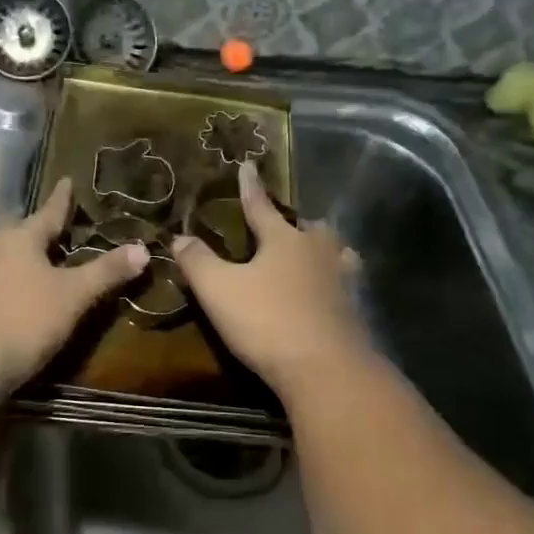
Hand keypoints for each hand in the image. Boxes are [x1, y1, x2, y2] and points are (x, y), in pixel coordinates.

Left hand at [0, 177, 147, 393]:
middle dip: (35, 227)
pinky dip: (1, 276)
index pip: (47, 212)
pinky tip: (8, 289)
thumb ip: (106, 271)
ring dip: (14, 252)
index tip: (67, 180)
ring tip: (29, 257)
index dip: (62, 199)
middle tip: (53, 228)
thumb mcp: (73, 296)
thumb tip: (142, 249)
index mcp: (19, 238)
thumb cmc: (24, 319)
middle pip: (16, 229)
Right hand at [172, 161, 366, 396]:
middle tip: (284, 227)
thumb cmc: (267, 321)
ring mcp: (342, 280)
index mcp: (284, 240)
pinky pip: (343, 283)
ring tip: (311, 255)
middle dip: (294, 223)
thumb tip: (179, 237)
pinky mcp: (354, 310)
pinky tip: (328, 293)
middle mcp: (318, 251)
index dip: (250, 187)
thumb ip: (197, 261)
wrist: (326, 369)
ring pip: (334, 252)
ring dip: (321, 250)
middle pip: (308, 227)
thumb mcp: (219, 290)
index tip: (247, 165)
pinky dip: (333, 281)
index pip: (261, 206)